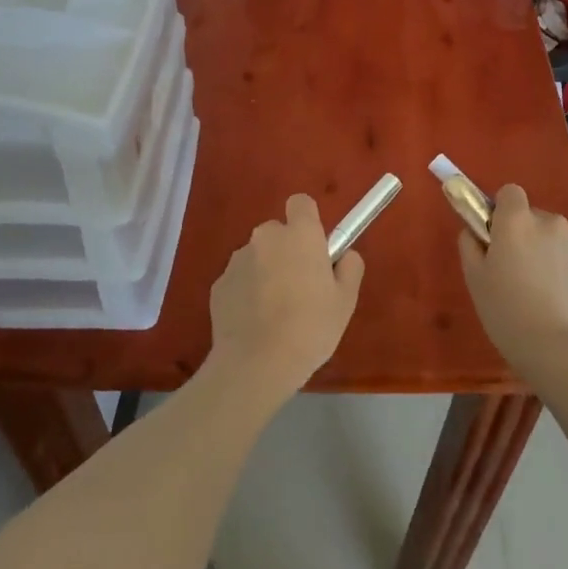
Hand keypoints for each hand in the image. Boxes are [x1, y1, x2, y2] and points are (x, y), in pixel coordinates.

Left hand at [208, 195, 363, 404]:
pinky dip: (247, 294)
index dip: (308, 220)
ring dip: (266, 272)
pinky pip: (239, 280)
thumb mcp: (345, 301)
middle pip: (278, 232)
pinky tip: (255, 324)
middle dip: (287, 250)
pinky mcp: (218, 286)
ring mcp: (237, 261)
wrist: (256, 365)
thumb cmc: (310, 328)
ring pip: (257, 257)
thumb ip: (349, 267)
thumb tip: (344, 255)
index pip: (300, 203)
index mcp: (299, 235)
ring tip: (275, 312)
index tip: (315, 247)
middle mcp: (265, 238)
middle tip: (300, 286)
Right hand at [457, 184, 567, 385]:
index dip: (503, 211)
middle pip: (536, 218)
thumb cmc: (505, 312)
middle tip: (519, 272)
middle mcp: (552, 222)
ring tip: (545, 293)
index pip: (510, 192)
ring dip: (551, 254)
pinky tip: (565, 302)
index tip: (499, 236)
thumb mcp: (474, 278)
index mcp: (518, 221)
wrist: (555, 350)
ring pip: (560, 240)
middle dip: (528, 236)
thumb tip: (475, 230)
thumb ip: (470, 243)